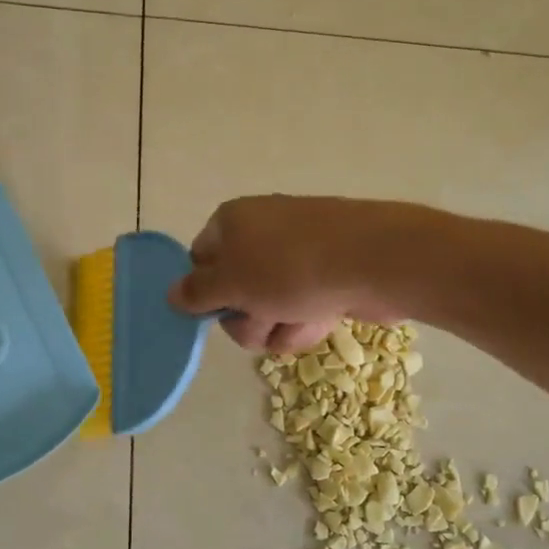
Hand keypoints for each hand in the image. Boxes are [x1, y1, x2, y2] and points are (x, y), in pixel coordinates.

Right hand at [169, 195, 414, 351]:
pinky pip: (300, 310)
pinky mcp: (326, 277)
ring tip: (301, 318)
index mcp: (231, 222)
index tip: (220, 310)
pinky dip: (307, 321)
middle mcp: (261, 234)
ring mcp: (297, 256)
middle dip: (247, 318)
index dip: (207, 293)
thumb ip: (197, 292)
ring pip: (267, 310)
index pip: (200, 262)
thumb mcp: (232, 283)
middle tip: (264, 316)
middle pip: (233, 293)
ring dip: (278, 326)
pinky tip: (324, 318)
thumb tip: (172, 294)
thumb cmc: (291, 267)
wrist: (376, 261)